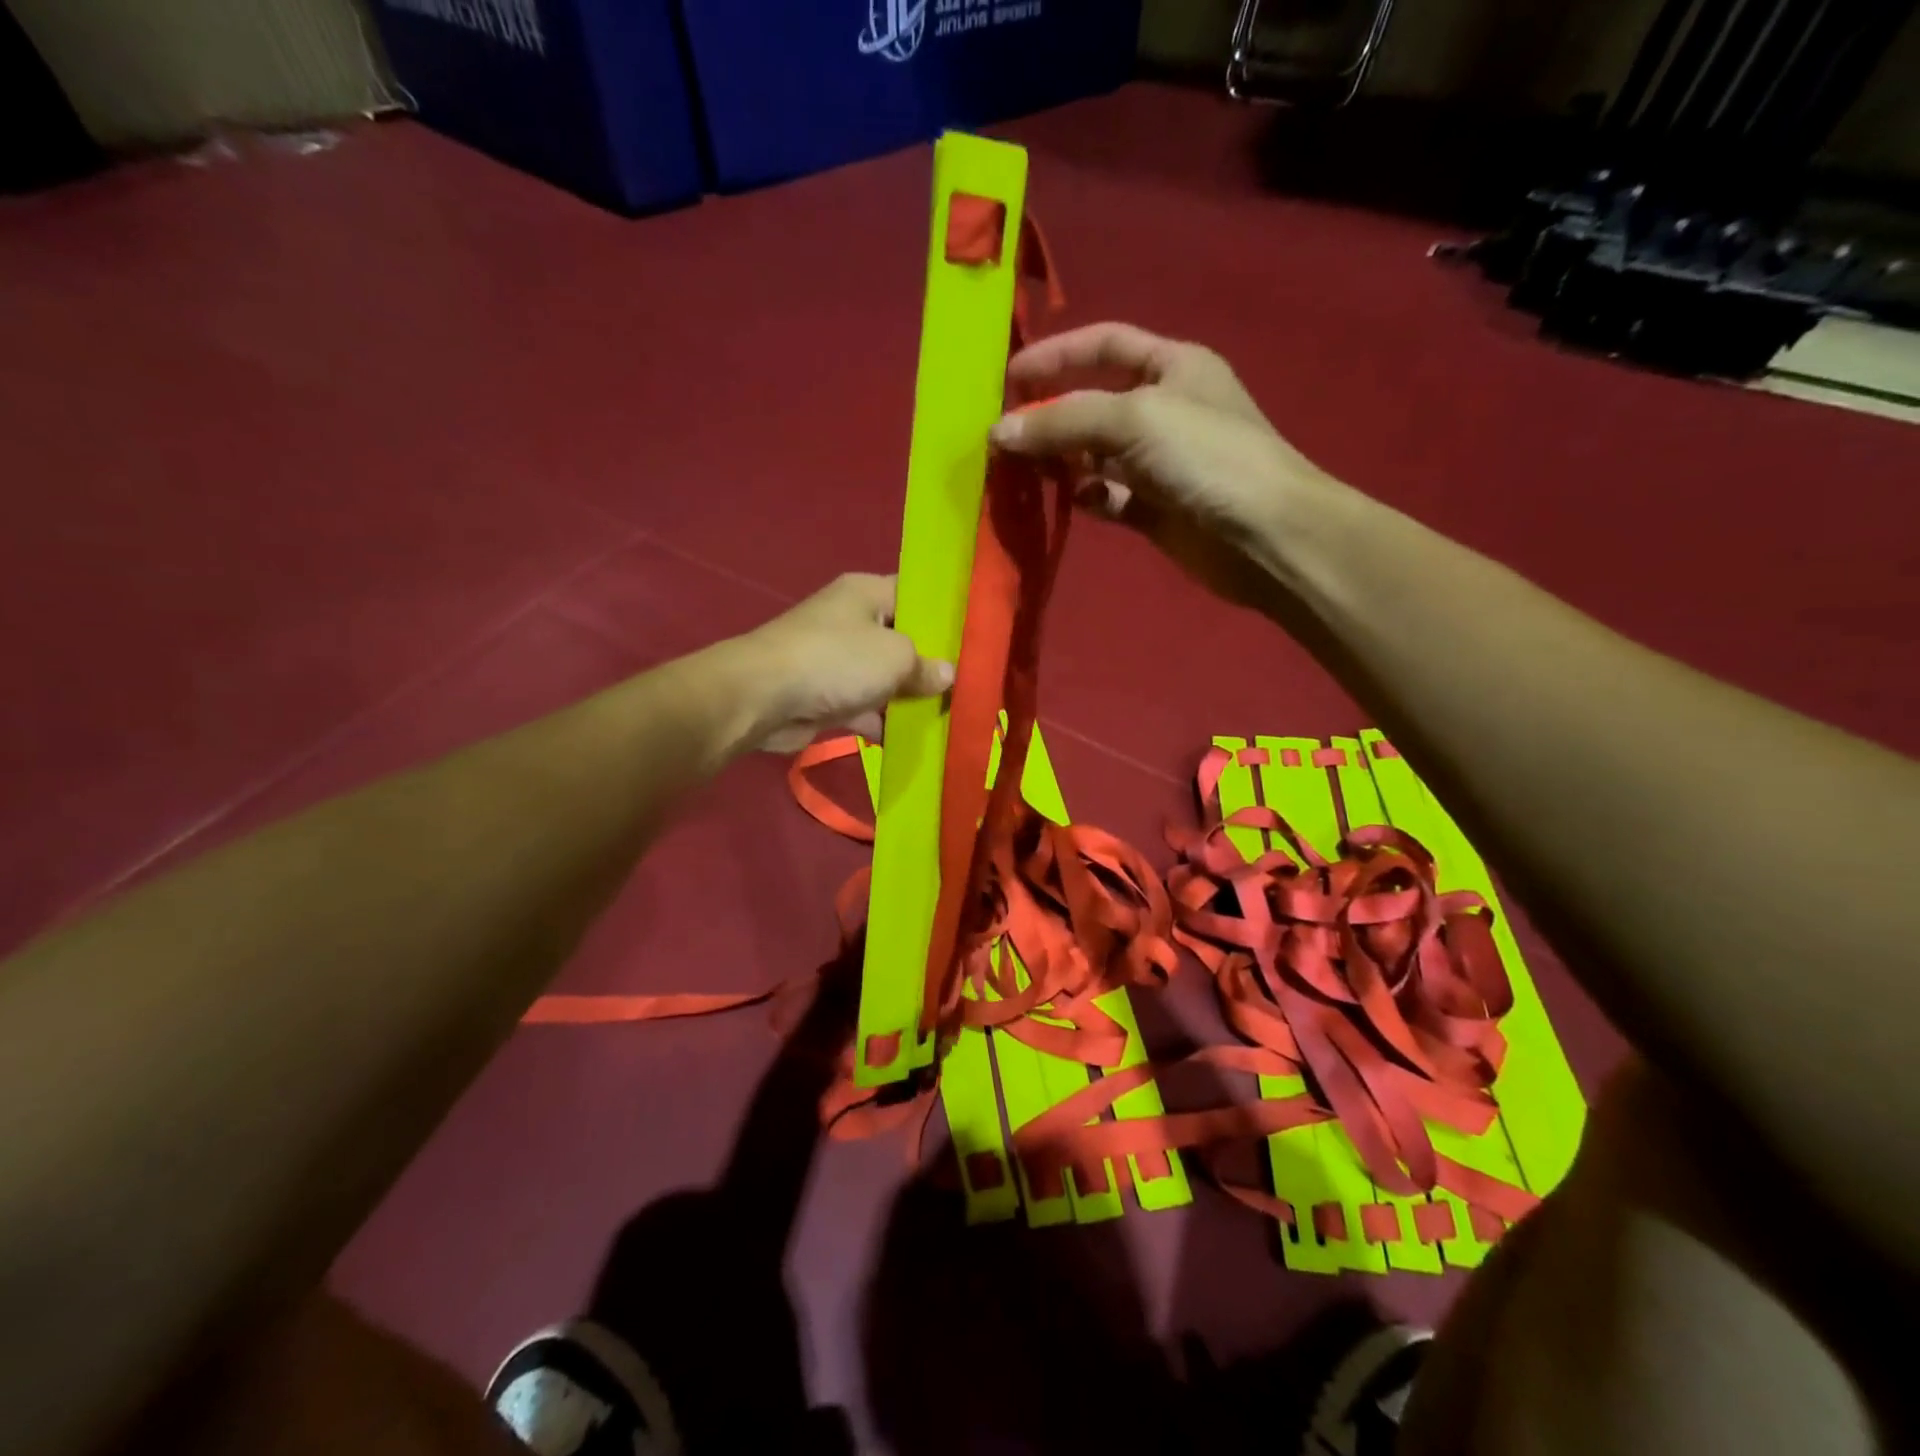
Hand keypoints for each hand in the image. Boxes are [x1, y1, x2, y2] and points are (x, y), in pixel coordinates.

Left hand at [733, 573, 952, 753]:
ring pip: (886, 677)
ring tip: (951, 716)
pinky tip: (915, 740)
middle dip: (932, 664)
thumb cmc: (837, 660)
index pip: (916, 594)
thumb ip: (927, 665)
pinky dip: (885, 722)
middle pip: (904, 639)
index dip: (946, 614)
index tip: (976, 638)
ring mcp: (839, 659)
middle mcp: (853, 620)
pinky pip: (867, 706)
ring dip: (910, 699)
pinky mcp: (828, 695)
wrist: (763, 697)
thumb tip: (947, 675)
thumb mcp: (896, 657)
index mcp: (868, 592)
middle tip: (971, 684)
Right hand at [991, 322, 1348, 605]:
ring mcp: (1158, 463)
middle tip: (1002, 436)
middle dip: (1049, 415)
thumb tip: (999, 433)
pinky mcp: (1154, 509)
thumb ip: (1063, 421)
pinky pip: (1107, 496)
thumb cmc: (1207, 457)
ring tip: (1021, 470)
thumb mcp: (1134, 419)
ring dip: (1060, 460)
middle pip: (1092, 403)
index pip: (1104, 345)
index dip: (1057, 355)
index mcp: (1172, 366)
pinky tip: (1070, 501)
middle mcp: (1163, 409)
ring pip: (1094, 454)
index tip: (1008, 378)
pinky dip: (1085, 497)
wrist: (1264, 535)